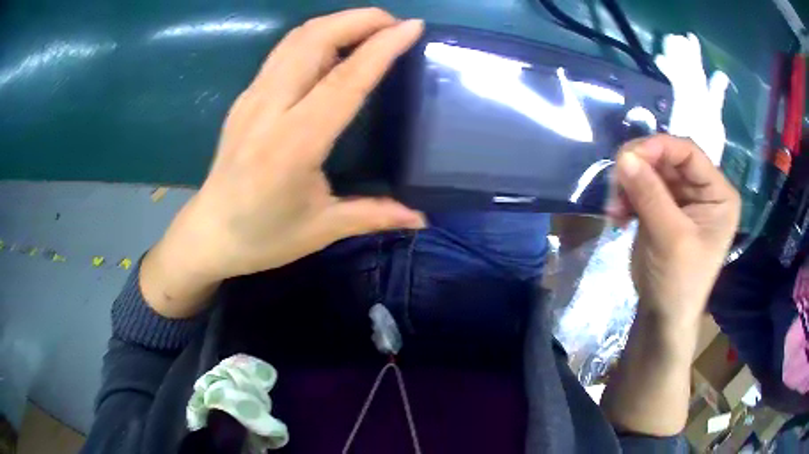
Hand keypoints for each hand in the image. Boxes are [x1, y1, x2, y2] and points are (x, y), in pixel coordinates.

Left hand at [141, 9, 425, 316]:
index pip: (344, 80)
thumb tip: (422, 218)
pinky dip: (314, 36)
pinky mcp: (244, 97)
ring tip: (370, 27)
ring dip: (336, 22)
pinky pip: (282, 52)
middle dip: (358, 20)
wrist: (209, 234)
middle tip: (394, 23)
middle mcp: (270, 109)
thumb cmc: (263, 237)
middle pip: (314, 41)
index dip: (381, 48)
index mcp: (294, 144)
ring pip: (295, 39)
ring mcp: (252, 98)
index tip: (412, 27)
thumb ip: (374, 215)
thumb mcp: (322, 229)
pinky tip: (334, 47)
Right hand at [608, 135, 740, 326]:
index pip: (689, 153)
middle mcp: (702, 190)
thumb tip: (623, 156)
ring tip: (614, 208)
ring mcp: (681, 198)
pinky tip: (617, 215)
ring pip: (649, 170)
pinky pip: (640, 187)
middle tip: (614, 184)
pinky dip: (625, 196)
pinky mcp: (662, 207)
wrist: (663, 317)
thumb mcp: (670, 239)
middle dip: (638, 169)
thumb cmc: (679, 283)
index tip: (627, 156)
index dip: (659, 147)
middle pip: (666, 159)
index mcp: (718, 194)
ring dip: (628, 184)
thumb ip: (650, 195)